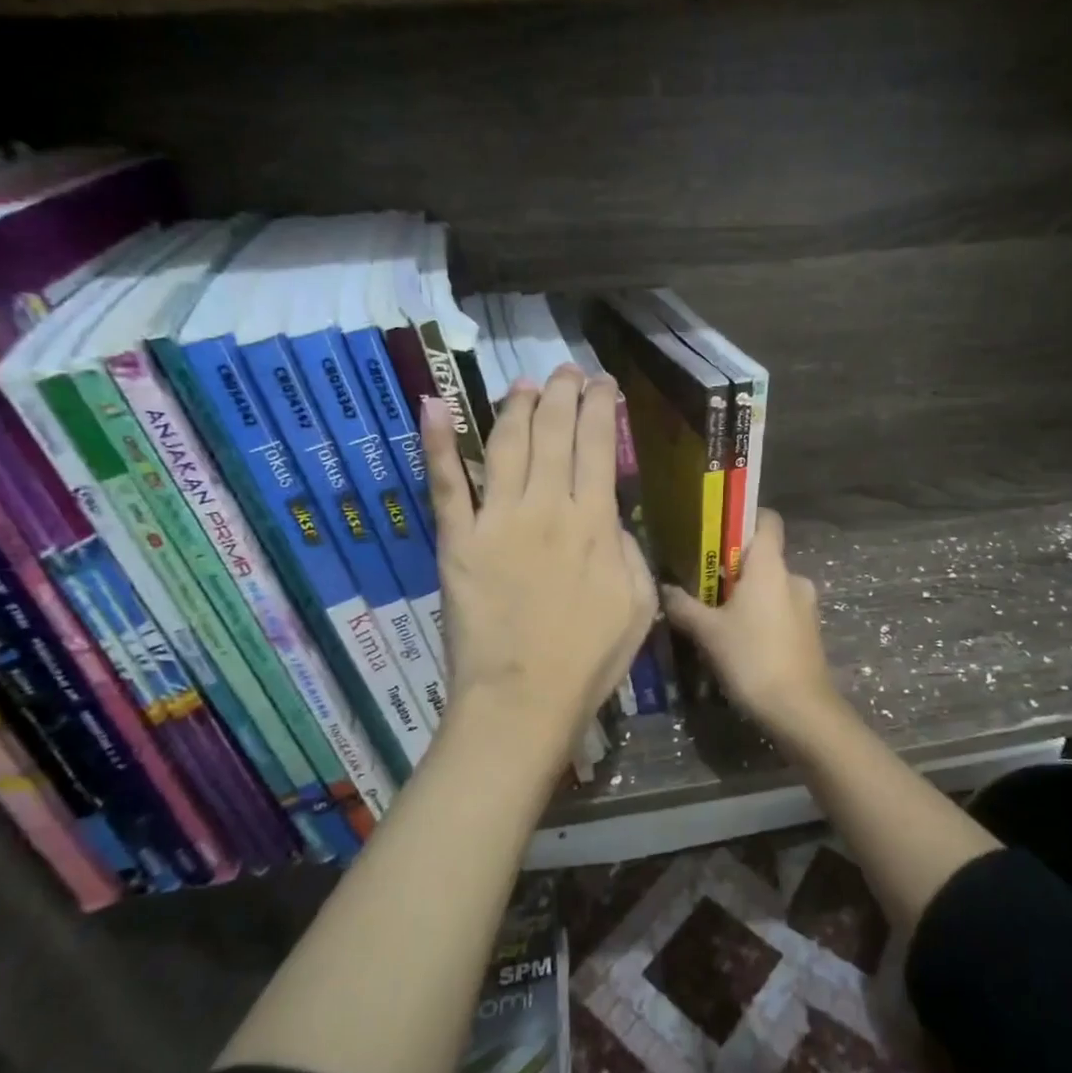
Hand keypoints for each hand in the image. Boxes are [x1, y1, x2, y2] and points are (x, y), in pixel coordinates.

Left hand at [421, 367, 655, 779]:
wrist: (524, 700)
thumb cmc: (590, 659)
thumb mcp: (639, 604)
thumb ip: (629, 551)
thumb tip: (612, 519)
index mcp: (596, 523)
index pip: (599, 446)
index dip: (600, 407)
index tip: (602, 385)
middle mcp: (547, 507)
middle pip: (554, 433)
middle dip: (563, 394)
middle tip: (566, 372)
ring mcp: (497, 520)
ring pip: (507, 445)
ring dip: (517, 407)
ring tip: (525, 384)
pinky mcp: (457, 540)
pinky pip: (446, 484)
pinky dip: (437, 442)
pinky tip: (433, 405)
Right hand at [662, 509, 852, 753]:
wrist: (800, 710)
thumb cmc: (752, 658)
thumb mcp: (708, 632)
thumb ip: (683, 606)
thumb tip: (663, 588)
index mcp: (770, 566)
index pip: (767, 520)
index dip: (745, 518)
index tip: (717, 531)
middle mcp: (793, 577)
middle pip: (763, 557)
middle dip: (735, 567)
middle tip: (703, 583)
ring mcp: (806, 606)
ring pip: (771, 587)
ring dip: (747, 596)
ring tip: (717, 617)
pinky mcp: (810, 632)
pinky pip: (780, 610)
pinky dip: (761, 617)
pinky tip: (740, 641)